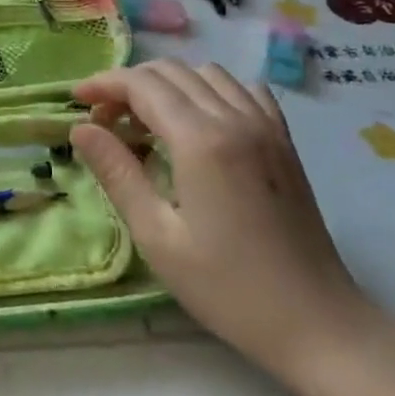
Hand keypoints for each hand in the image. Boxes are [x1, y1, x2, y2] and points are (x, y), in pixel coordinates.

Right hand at [72, 61, 389, 389]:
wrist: (318, 323)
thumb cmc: (228, 288)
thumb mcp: (157, 235)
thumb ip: (117, 172)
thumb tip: (81, 128)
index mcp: (200, 140)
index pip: (142, 85)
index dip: (103, 83)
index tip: (76, 100)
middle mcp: (235, 119)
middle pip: (171, 72)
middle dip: (129, 84)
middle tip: (104, 120)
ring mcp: (266, 127)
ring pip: (206, 73)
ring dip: (168, 85)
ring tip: (147, 122)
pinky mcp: (284, 141)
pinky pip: (243, 90)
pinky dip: (210, 91)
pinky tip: (198, 123)